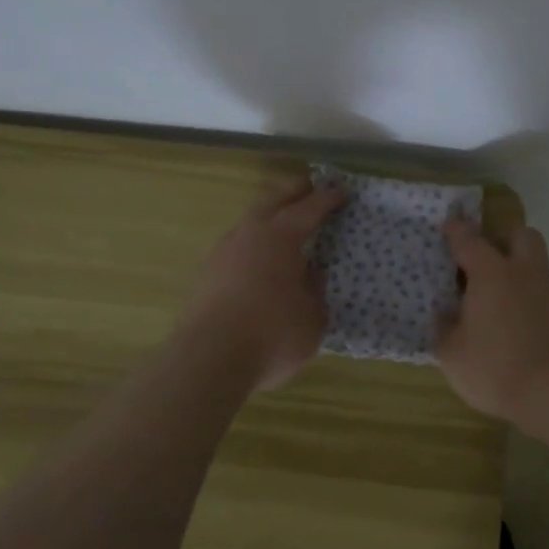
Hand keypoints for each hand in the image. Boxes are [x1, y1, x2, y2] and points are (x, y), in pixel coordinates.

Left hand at [184, 178, 344, 391]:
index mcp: (279, 237)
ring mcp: (222, 253)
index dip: (327, 199)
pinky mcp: (207, 276)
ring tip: (284, 221)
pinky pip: (237, 245)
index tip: (342, 192)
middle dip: (293, 191)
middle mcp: (248, 235)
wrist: (208, 361)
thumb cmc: (271, 335)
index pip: (308, 209)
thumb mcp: (313, 317)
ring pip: (249, 221)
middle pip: (272, 200)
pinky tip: (261, 257)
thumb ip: (315, 290)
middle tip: (310, 187)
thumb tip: (309, 275)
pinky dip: (254, 242)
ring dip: (268, 214)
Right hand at [438, 221, 548, 420]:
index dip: (456, 231)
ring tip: (494, 297)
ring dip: (517, 273)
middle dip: (503, 239)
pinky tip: (512, 322)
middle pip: (520, 236)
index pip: (470, 240)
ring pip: (534, 266)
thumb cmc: (496, 366)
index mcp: (491, 273)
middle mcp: (523, 273)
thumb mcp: (453, 353)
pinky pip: (541, 295)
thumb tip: (444, 313)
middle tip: (484, 257)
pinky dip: (527, 300)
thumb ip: (445, 328)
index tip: (448, 225)